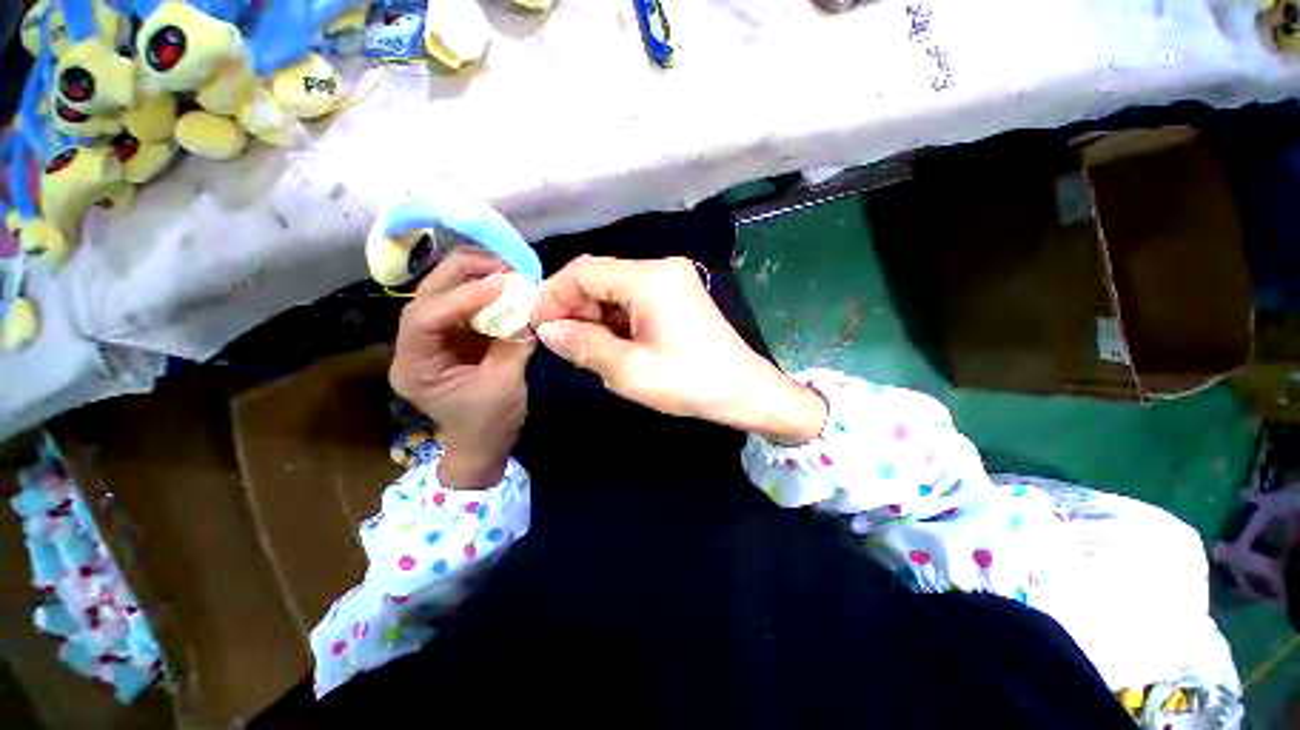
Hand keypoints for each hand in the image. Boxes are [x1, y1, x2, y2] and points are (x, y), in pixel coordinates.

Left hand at [390, 248, 534, 487]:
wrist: (483, 444)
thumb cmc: (490, 424)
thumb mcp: (505, 385)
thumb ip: (513, 343)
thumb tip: (528, 306)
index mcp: (415, 367)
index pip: (424, 318)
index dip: (462, 296)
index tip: (502, 284)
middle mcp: (414, 345)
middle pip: (428, 295)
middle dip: (466, 274)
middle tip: (506, 266)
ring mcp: (432, 339)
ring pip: (443, 292)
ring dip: (476, 276)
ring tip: (509, 271)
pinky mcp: (452, 336)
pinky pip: (463, 303)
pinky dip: (485, 291)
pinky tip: (506, 286)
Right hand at [533, 256, 825, 444]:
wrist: (744, 391)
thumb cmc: (689, 383)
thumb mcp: (628, 370)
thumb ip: (582, 345)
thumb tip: (547, 329)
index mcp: (650, 279)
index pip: (584, 271)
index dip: (554, 295)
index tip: (538, 325)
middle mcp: (661, 268)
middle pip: (600, 277)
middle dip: (575, 308)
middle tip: (563, 344)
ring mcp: (672, 280)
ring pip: (615, 290)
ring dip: (595, 317)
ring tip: (589, 350)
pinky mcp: (677, 295)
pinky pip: (634, 300)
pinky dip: (616, 320)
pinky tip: (614, 345)